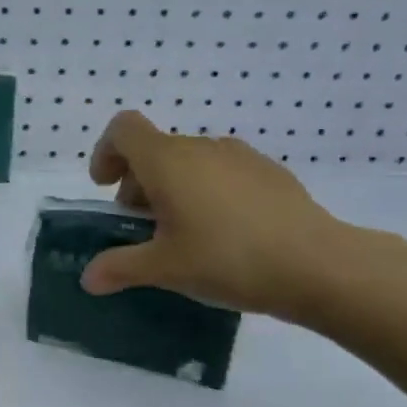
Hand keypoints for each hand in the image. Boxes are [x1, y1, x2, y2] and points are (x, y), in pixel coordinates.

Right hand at [81, 111, 350, 320]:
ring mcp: (239, 156)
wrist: (318, 265)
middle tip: (142, 228)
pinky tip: (226, 234)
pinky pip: (222, 172)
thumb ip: (120, 268)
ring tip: (184, 234)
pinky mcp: (269, 172)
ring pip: (189, 162)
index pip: (123, 128)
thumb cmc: (228, 259)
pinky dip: (207, 192)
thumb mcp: (165, 269)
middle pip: (154, 150)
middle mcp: (200, 147)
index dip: (106, 152)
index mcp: (167, 161)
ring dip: (173, 189)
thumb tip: (88, 278)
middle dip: (138, 184)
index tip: (106, 188)